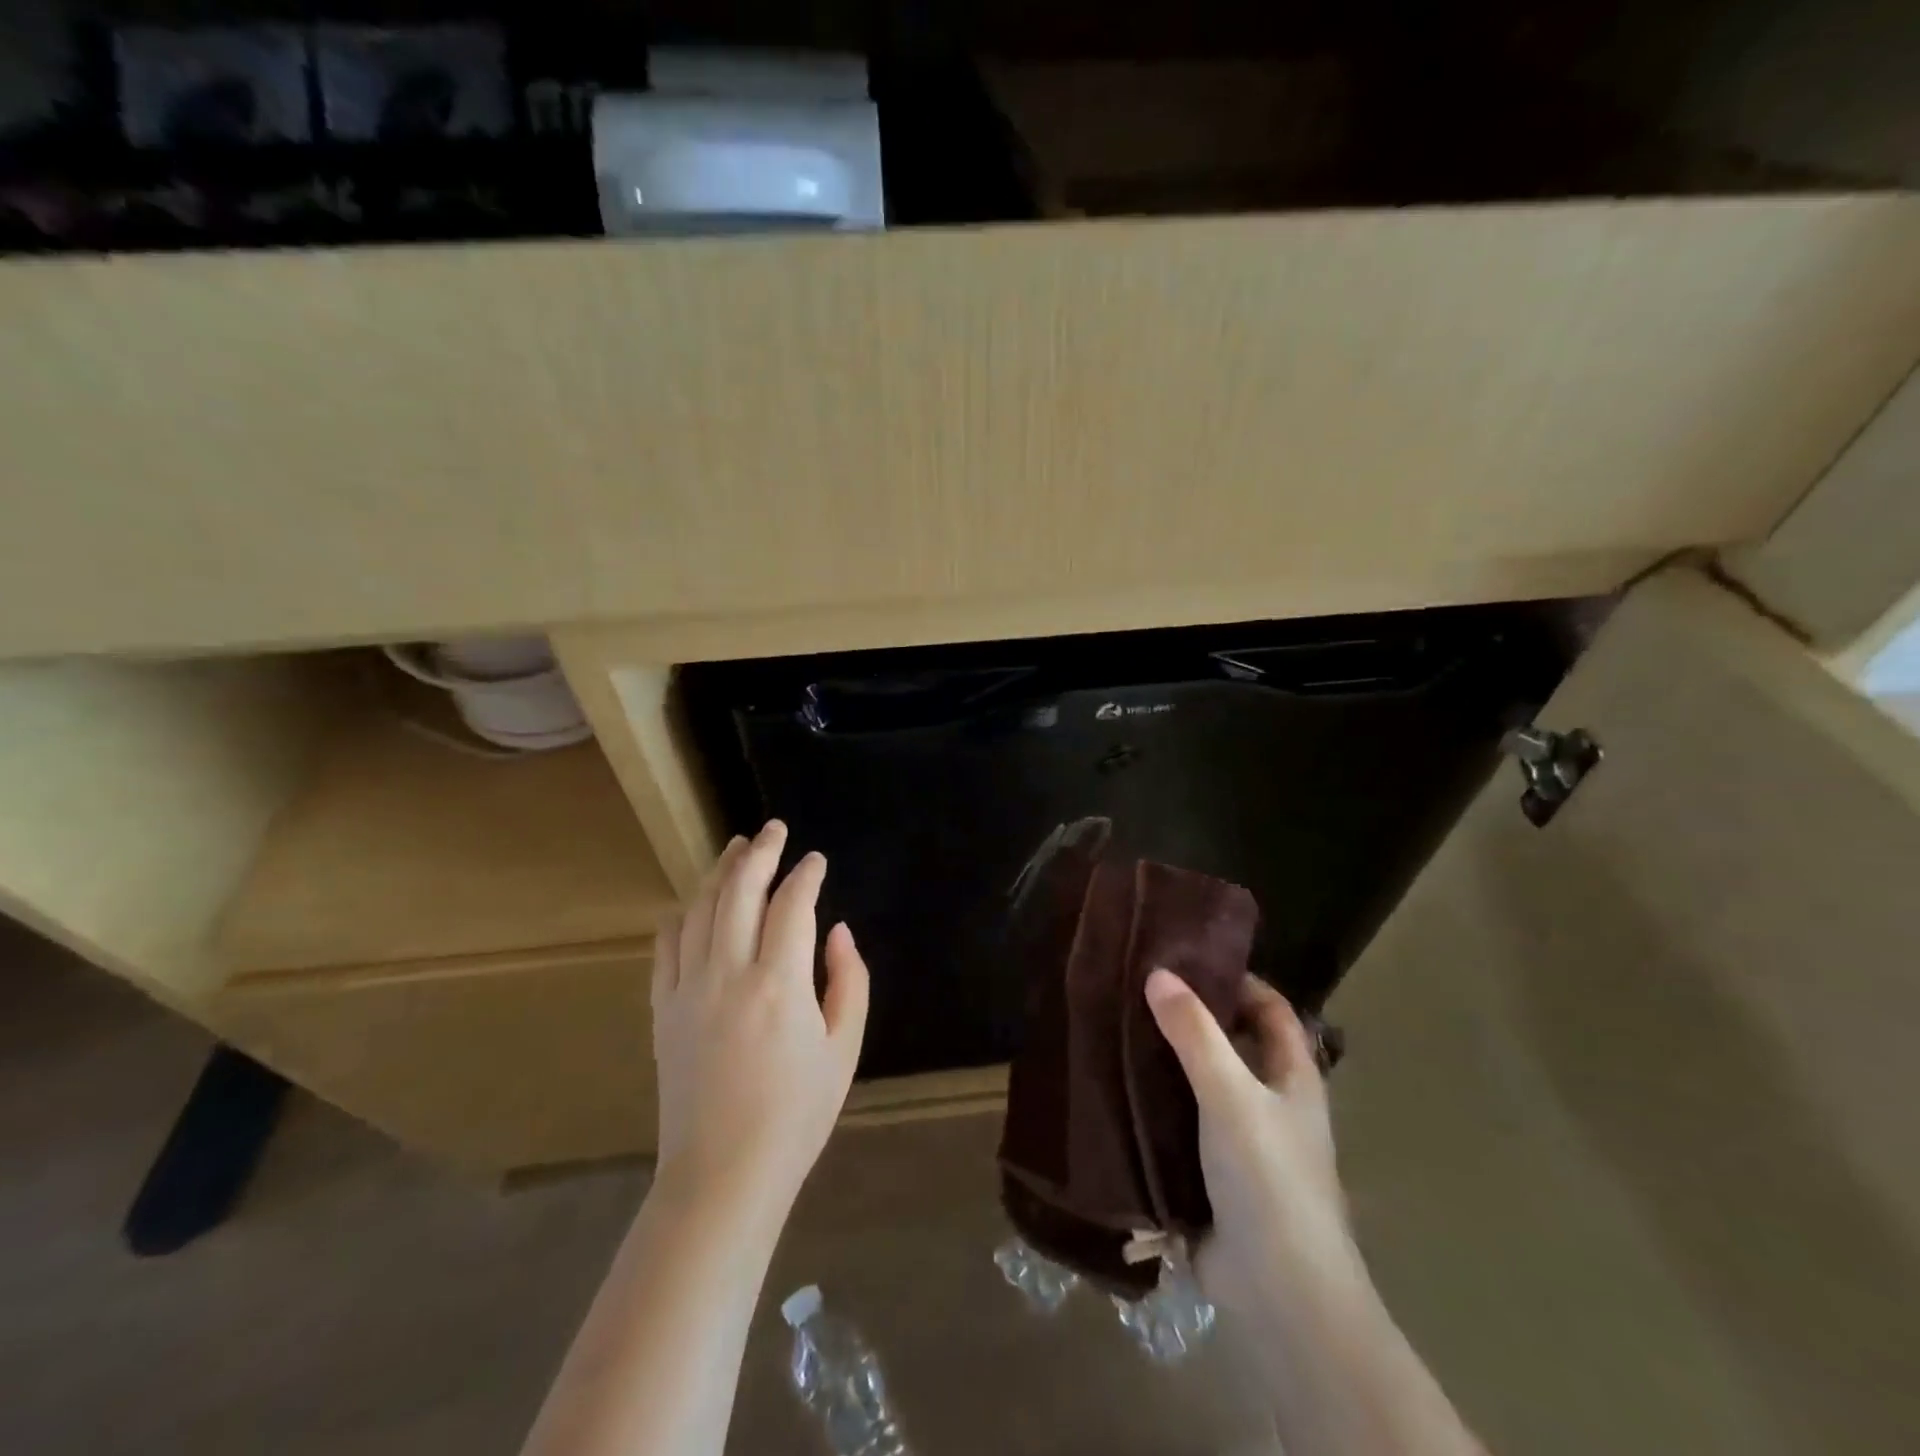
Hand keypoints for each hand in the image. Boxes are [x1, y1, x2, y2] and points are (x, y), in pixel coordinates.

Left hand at [651, 821, 869, 1211]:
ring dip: (720, 872)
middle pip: (740, 891)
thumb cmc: (796, 1115)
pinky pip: (666, 947)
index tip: (817, 860)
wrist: (723, 1175)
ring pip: (700, 909)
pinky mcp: (663, 1010)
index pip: (793, 905)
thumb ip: (849, 981)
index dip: (807, 874)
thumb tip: (838, 932)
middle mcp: (729, 974)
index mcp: (780, 984)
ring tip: (736, 848)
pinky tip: (694, 903)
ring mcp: (688, 989)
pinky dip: (681, 916)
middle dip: (760, 853)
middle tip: (774, 830)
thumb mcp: (845, 1050)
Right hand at [1145, 969, 1361, 1303]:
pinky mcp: (1213, 1175)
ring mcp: (1242, 1141)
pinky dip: (1157, 1105)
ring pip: (1203, 1084)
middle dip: (1193, 1018)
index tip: (1187, 960)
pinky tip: (1118, 1089)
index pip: (1271, 1009)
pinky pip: (1182, 1124)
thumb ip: (1194, 1033)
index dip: (1237, 980)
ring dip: (1169, 1062)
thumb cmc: (1266, 1177)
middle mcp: (1272, 1103)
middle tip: (1140, 991)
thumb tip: (1158, 973)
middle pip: (1233, 1043)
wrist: (1277, 1291)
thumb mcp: (1229, 1093)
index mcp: (1293, 1077)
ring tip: (1119, 1030)